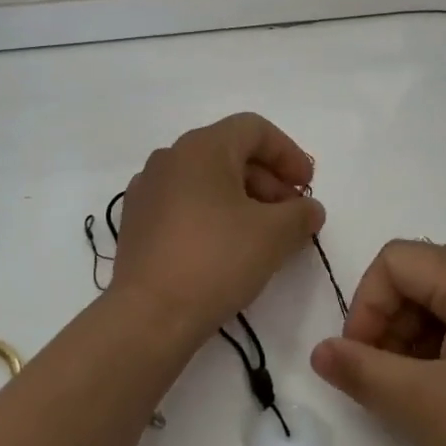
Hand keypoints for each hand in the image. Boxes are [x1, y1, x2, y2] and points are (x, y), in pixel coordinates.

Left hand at [111, 114, 325, 344]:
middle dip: (268, 180)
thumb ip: (301, 214)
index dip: (288, 153)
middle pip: (230, 153)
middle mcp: (170, 157)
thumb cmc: (216, 260)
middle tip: (291, 216)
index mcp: (202, 147)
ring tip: (264, 236)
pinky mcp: (137, 221)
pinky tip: (227, 248)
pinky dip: (213, 214)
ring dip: (242, 199)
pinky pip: (184, 203)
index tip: (307, 187)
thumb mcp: (274, 235)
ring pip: (206, 180)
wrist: (148, 316)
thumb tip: (309, 209)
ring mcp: (148, 189)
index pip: (254, 129)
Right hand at [311, 241, 445, 445]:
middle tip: (384, 381)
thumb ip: (362, 371)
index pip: (397, 260)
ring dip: (416, 340)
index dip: (366, 305)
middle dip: (390, 323)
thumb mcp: (425, 405)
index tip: (360, 362)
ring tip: (416, 398)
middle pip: (423, 276)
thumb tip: (320, 351)